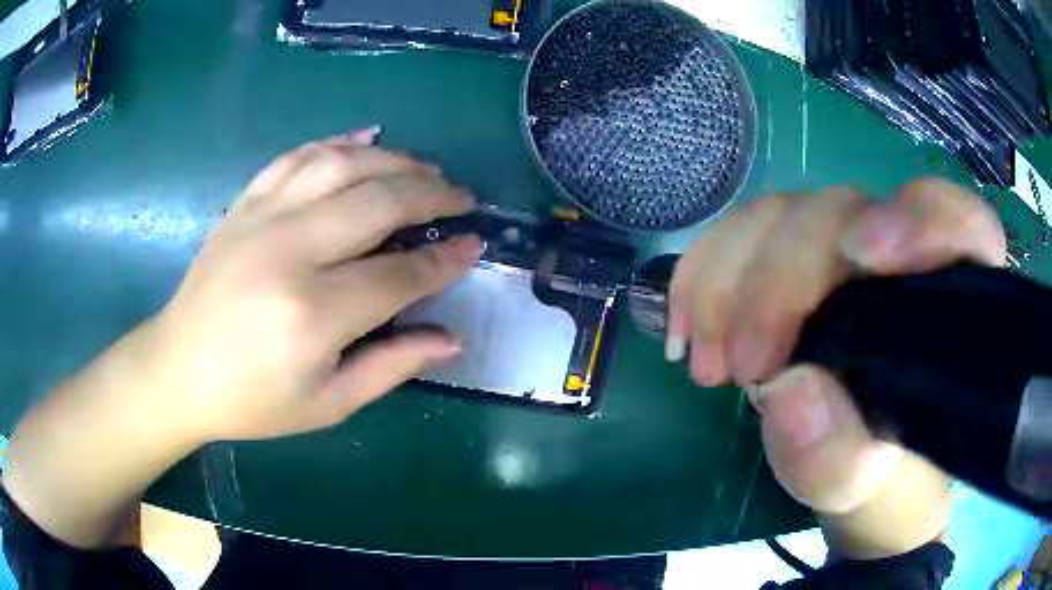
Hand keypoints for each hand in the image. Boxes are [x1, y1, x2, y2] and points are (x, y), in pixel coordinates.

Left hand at [146, 129, 480, 440]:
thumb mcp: (328, 404)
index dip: (443, 259)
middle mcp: (288, 251)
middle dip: (430, 193)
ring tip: (423, 168)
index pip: (399, 274)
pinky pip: (296, 156)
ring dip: (392, 159)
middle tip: (460, 197)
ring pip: (341, 164)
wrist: (178, 370)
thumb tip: (453, 338)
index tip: (473, 245)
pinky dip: (336, 142)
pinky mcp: (243, 204)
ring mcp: (261, 219)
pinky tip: (365, 139)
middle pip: (377, 201)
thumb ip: (393, 366)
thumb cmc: (252, 400)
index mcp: (312, 314)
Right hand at [667, 179, 1004, 553]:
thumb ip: (841, 455)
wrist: (852, 466)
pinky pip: (742, 232)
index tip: (861, 257)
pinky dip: (702, 272)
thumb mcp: (863, 485)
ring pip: (782, 214)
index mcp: (948, 300)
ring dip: (729, 281)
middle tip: (741, 368)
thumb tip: (788, 391)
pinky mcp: (795, 253)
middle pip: (844, 212)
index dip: (917, 218)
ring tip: (706, 364)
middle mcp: (900, 253)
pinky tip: (685, 326)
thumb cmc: (877, 475)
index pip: (956, 222)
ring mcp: (842, 246)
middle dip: (782, 281)